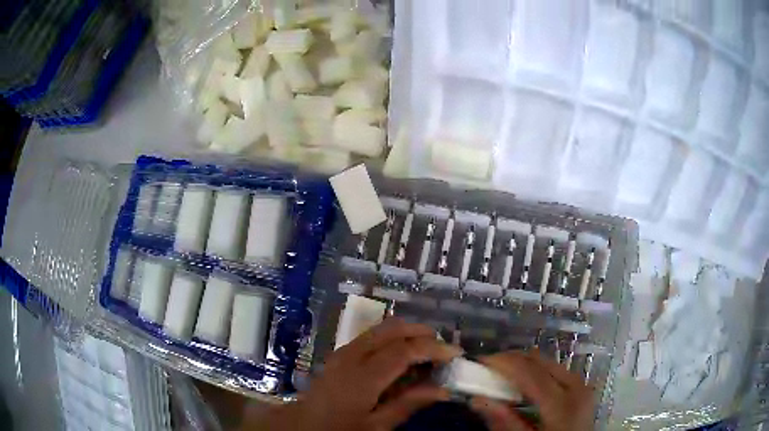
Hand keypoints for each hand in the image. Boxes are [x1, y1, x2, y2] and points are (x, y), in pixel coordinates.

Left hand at [249, 318, 462, 430]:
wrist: (304, 424)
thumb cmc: (340, 429)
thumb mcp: (376, 426)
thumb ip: (408, 404)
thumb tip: (443, 389)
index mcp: (362, 377)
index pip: (404, 350)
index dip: (433, 348)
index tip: (456, 352)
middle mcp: (352, 355)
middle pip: (392, 329)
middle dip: (421, 332)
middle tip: (443, 347)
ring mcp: (344, 351)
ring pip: (381, 328)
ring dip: (407, 332)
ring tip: (427, 350)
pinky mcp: (341, 352)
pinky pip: (372, 336)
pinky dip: (393, 337)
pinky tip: (402, 355)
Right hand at [469, 350, 594, 430]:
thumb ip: (505, 423)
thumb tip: (477, 400)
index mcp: (562, 404)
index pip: (530, 373)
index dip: (504, 362)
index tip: (480, 361)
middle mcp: (575, 386)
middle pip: (540, 361)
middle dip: (511, 360)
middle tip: (487, 368)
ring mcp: (581, 384)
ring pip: (548, 363)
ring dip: (523, 364)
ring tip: (502, 375)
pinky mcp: (581, 387)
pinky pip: (555, 370)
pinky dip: (536, 371)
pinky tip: (523, 384)